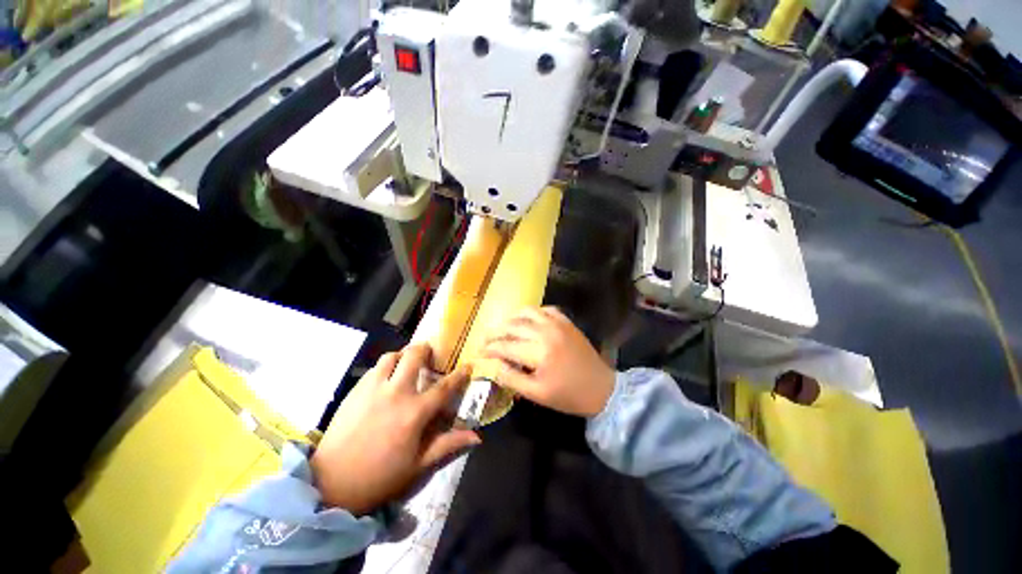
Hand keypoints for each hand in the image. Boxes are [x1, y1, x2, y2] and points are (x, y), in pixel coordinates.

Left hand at [310, 344, 480, 514]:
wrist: (330, 483)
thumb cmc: (380, 477)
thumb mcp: (418, 465)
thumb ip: (448, 445)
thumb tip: (477, 437)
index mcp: (415, 412)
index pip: (444, 387)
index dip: (459, 375)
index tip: (467, 365)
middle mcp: (396, 393)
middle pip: (414, 356)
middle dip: (425, 349)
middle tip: (430, 354)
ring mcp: (373, 388)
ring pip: (392, 356)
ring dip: (403, 355)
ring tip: (406, 363)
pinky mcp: (355, 390)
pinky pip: (375, 368)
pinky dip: (386, 366)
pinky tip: (386, 378)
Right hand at [480, 307, 614, 416]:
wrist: (602, 388)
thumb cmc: (569, 396)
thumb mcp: (537, 394)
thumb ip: (512, 378)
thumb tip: (493, 365)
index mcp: (538, 352)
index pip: (505, 345)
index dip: (489, 348)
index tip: (478, 352)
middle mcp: (546, 332)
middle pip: (512, 326)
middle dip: (495, 332)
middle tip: (485, 340)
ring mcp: (557, 323)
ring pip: (526, 311)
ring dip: (511, 318)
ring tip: (503, 328)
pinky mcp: (566, 321)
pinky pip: (545, 309)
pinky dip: (532, 312)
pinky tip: (527, 321)